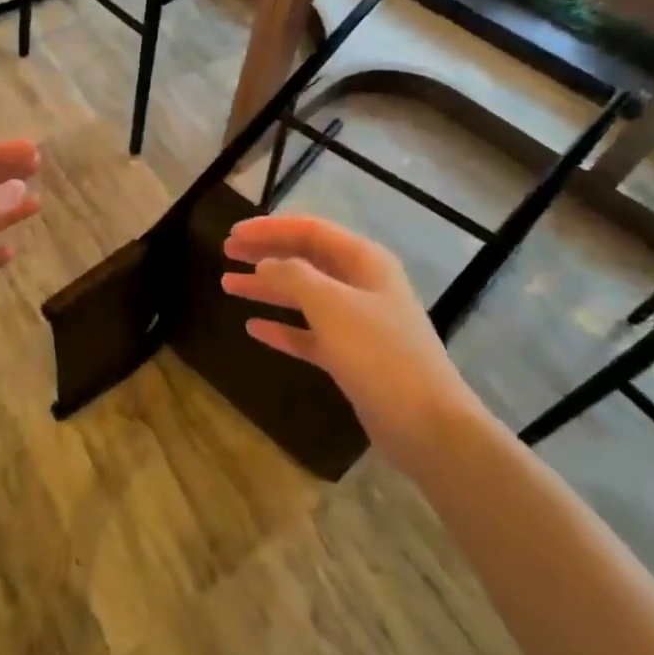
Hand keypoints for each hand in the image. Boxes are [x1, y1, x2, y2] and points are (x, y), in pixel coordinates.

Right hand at [221, 215, 481, 455]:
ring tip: (227, 285)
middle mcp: (361, 284)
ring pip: (303, 295)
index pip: (309, 230)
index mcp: (364, 261)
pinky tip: (253, 327)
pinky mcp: (351, 356)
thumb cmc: (379, 354)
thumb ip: (293, 276)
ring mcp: (357, 322)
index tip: (232, 234)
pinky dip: (282, 327)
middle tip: (226, 253)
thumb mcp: (332, 305)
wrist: (427, 425)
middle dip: (265, 253)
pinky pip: (308, 333)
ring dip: (266, 288)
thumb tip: (265, 263)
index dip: (269, 228)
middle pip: (305, 259)